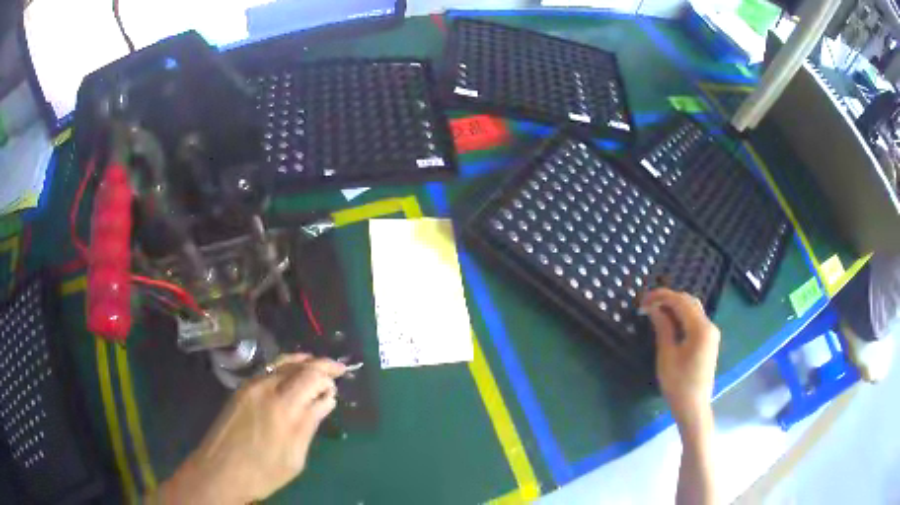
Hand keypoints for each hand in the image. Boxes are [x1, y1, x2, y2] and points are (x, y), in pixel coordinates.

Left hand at [156, 354, 345, 503]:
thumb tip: (326, 400)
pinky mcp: (240, 390)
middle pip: (297, 365)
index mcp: (283, 406)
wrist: (219, 472)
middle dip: (320, 364)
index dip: (328, 375)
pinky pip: (267, 371)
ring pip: (280, 363)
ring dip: (301, 363)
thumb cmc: (262, 473)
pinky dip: (284, 369)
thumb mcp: (295, 457)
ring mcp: (250, 386)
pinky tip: (291, 378)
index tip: (338, 384)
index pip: (311, 376)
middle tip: (337, 368)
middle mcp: (266, 388)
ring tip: (317, 365)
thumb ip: (309, 424)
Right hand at [641, 288, 719, 433]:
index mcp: (700, 328)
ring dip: (675, 306)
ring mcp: (711, 333)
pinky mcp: (708, 341)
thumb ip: (663, 328)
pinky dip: (681, 316)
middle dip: (668, 299)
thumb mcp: (667, 356)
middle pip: (689, 302)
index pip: (680, 302)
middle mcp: (709, 326)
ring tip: (655, 312)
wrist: (694, 408)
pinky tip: (668, 322)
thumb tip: (654, 309)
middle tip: (647, 305)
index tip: (642, 300)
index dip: (661, 297)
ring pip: (693, 309)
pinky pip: (695, 320)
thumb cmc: (678, 384)